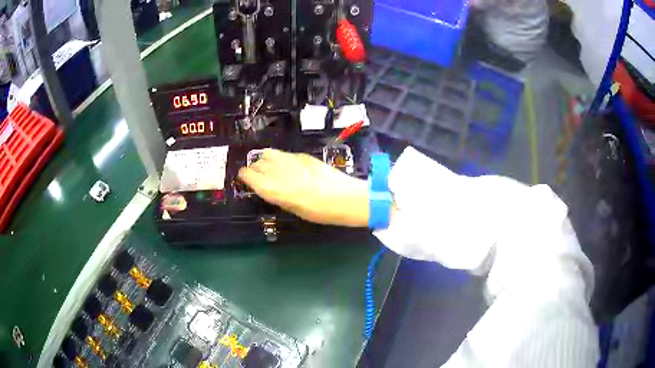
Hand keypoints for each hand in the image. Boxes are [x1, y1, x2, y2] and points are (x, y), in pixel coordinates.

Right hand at [238, 149, 368, 226]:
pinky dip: (278, 158)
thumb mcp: (293, 208)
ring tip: (269, 167)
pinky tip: (285, 165)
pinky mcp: (302, 155)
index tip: (244, 178)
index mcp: (272, 189)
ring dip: (265, 160)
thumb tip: (268, 187)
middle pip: (257, 163)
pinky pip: (283, 153)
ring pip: (268, 154)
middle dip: (254, 168)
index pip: (248, 175)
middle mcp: (277, 171)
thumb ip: (277, 195)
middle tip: (257, 175)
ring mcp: (289, 160)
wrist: (344, 197)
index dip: (244, 176)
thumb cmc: (319, 212)